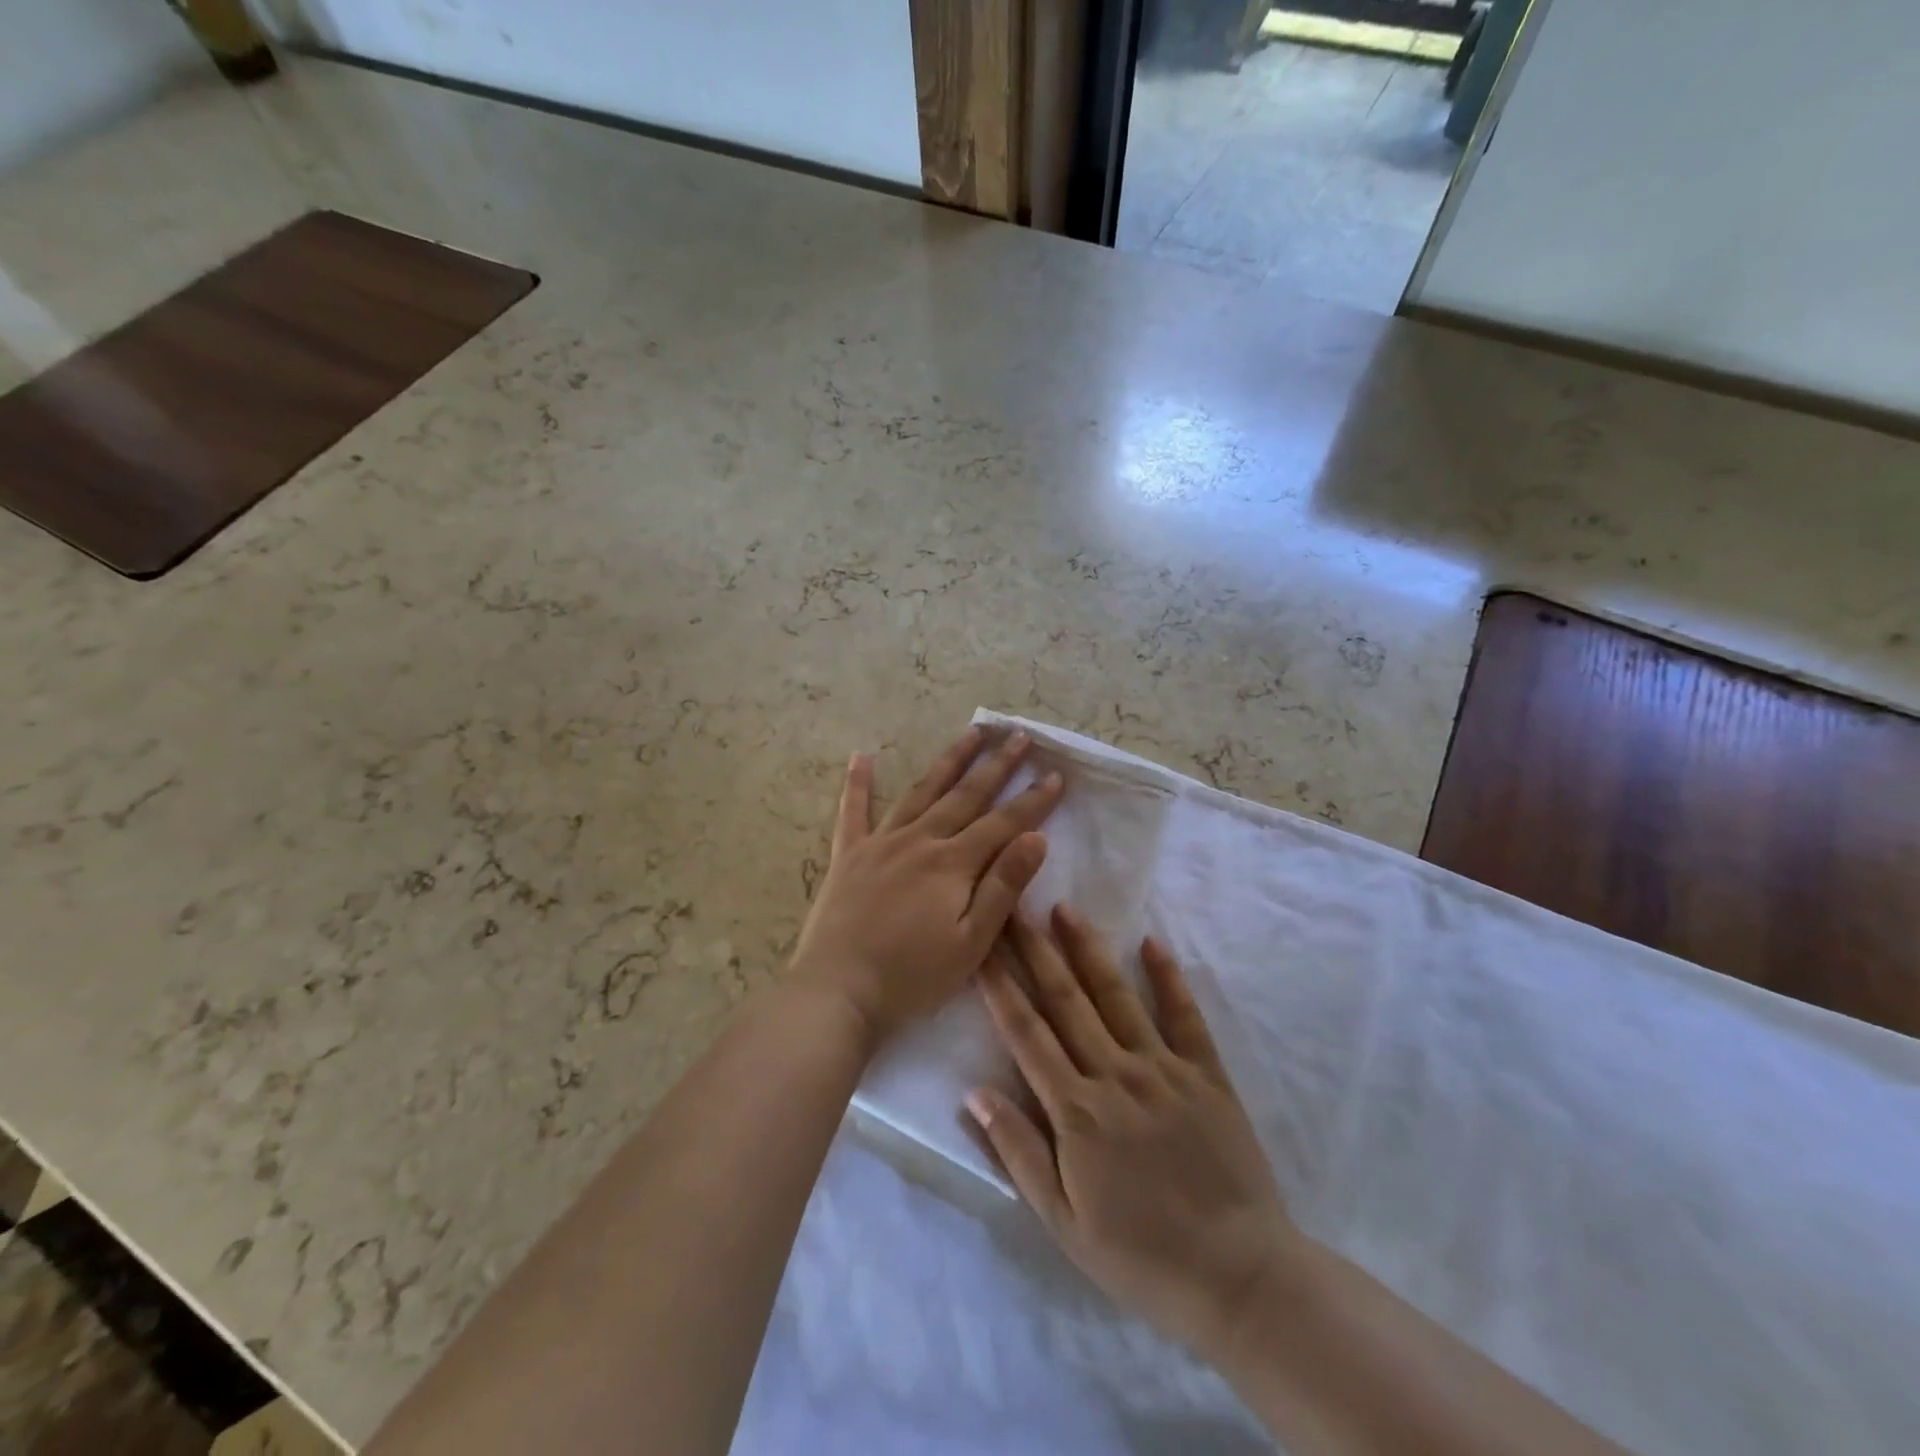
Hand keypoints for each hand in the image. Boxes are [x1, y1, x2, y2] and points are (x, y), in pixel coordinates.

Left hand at [789, 727, 1062, 1047]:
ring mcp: (880, 844)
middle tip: (1019, 735)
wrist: (837, 993)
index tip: (1055, 774)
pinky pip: (853, 811)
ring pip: (921, 791)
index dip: (1032, 800)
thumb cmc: (911, 978)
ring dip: (949, 760)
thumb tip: (1036, 838)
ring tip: (971, 732)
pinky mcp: (848, 856)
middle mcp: (919, 840)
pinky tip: (862, 756)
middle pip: (965, 795)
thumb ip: (1003, 887)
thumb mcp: (971, 943)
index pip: (1003, 823)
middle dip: (997, 764)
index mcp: (952, 864)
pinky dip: (858, 783)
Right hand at [969, 906, 1299, 1360]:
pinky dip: (1167, 977)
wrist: (1239, 1278)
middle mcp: (1116, 1074)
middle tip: (1014, 906)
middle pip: (1065, 1000)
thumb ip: (1018, 1152)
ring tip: (1065, 908)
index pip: (1026, 1033)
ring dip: (1088, 949)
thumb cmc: (1141, 1256)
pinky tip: (1151, 943)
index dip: (1000, 986)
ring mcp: (1164, 1068)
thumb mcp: (1063, 1223)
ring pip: (1116, 995)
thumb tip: (973, 1093)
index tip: (981, 947)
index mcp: (1077, 1110)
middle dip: (1035, 950)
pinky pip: (1184, 1015)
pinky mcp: (1206, 1073)